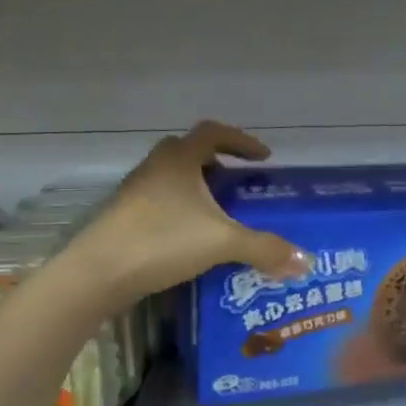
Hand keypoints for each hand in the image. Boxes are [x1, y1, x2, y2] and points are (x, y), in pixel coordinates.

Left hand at [73, 121, 307, 308]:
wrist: (98, 272)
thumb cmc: (162, 241)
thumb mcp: (221, 242)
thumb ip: (265, 248)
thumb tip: (307, 261)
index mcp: (179, 159)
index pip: (213, 133)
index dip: (241, 141)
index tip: (263, 158)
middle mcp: (155, 167)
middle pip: (189, 153)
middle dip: (217, 165)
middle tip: (238, 185)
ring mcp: (135, 192)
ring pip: (172, 179)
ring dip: (197, 190)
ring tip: (219, 215)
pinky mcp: (123, 216)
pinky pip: (160, 202)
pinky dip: (180, 211)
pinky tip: (192, 238)